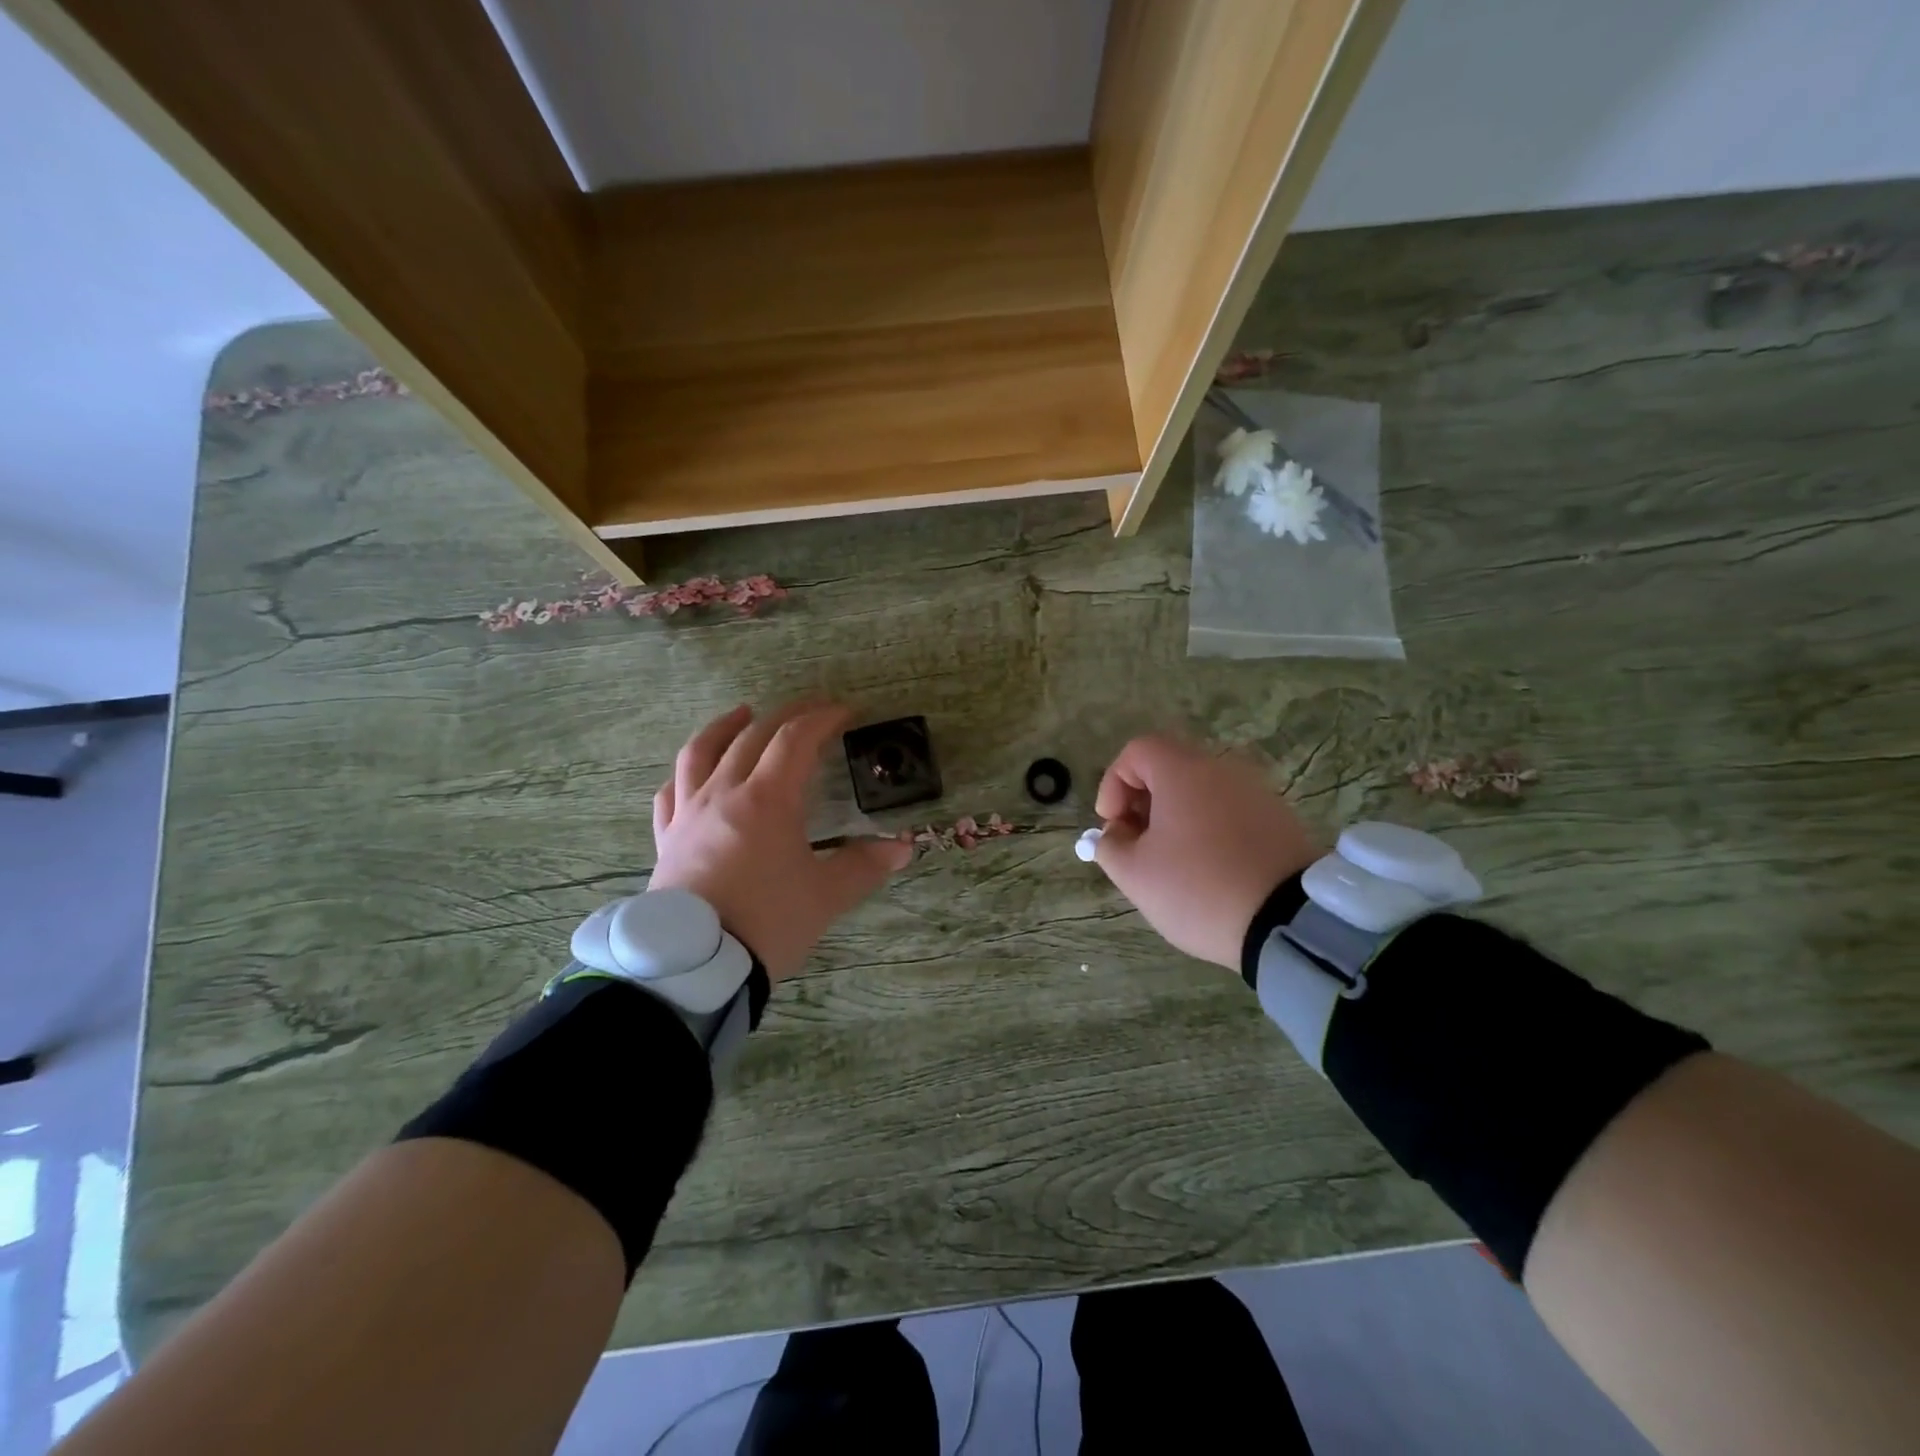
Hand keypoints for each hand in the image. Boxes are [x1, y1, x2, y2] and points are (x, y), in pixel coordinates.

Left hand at [650, 702, 911, 980]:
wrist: (696, 968)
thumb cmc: (768, 923)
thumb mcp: (826, 896)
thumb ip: (865, 866)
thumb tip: (902, 848)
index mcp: (767, 799)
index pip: (796, 740)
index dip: (823, 718)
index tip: (847, 712)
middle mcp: (723, 793)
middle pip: (753, 736)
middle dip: (787, 715)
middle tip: (812, 709)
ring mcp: (688, 814)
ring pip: (700, 753)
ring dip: (725, 726)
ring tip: (742, 713)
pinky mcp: (667, 838)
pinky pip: (670, 792)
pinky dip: (684, 773)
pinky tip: (693, 773)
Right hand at [1093, 735, 1317, 969]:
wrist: (1288, 922)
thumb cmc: (1198, 889)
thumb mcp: (1134, 874)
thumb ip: (1110, 845)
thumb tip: (1115, 834)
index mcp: (1183, 771)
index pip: (1137, 751)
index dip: (1113, 783)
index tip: (1113, 826)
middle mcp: (1222, 769)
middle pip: (1170, 768)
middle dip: (1142, 803)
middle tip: (1135, 845)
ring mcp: (1257, 792)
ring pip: (1201, 791)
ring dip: (1175, 817)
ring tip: (1171, 863)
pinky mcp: (1280, 818)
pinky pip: (1230, 811)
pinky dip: (1208, 829)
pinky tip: (1208, 870)